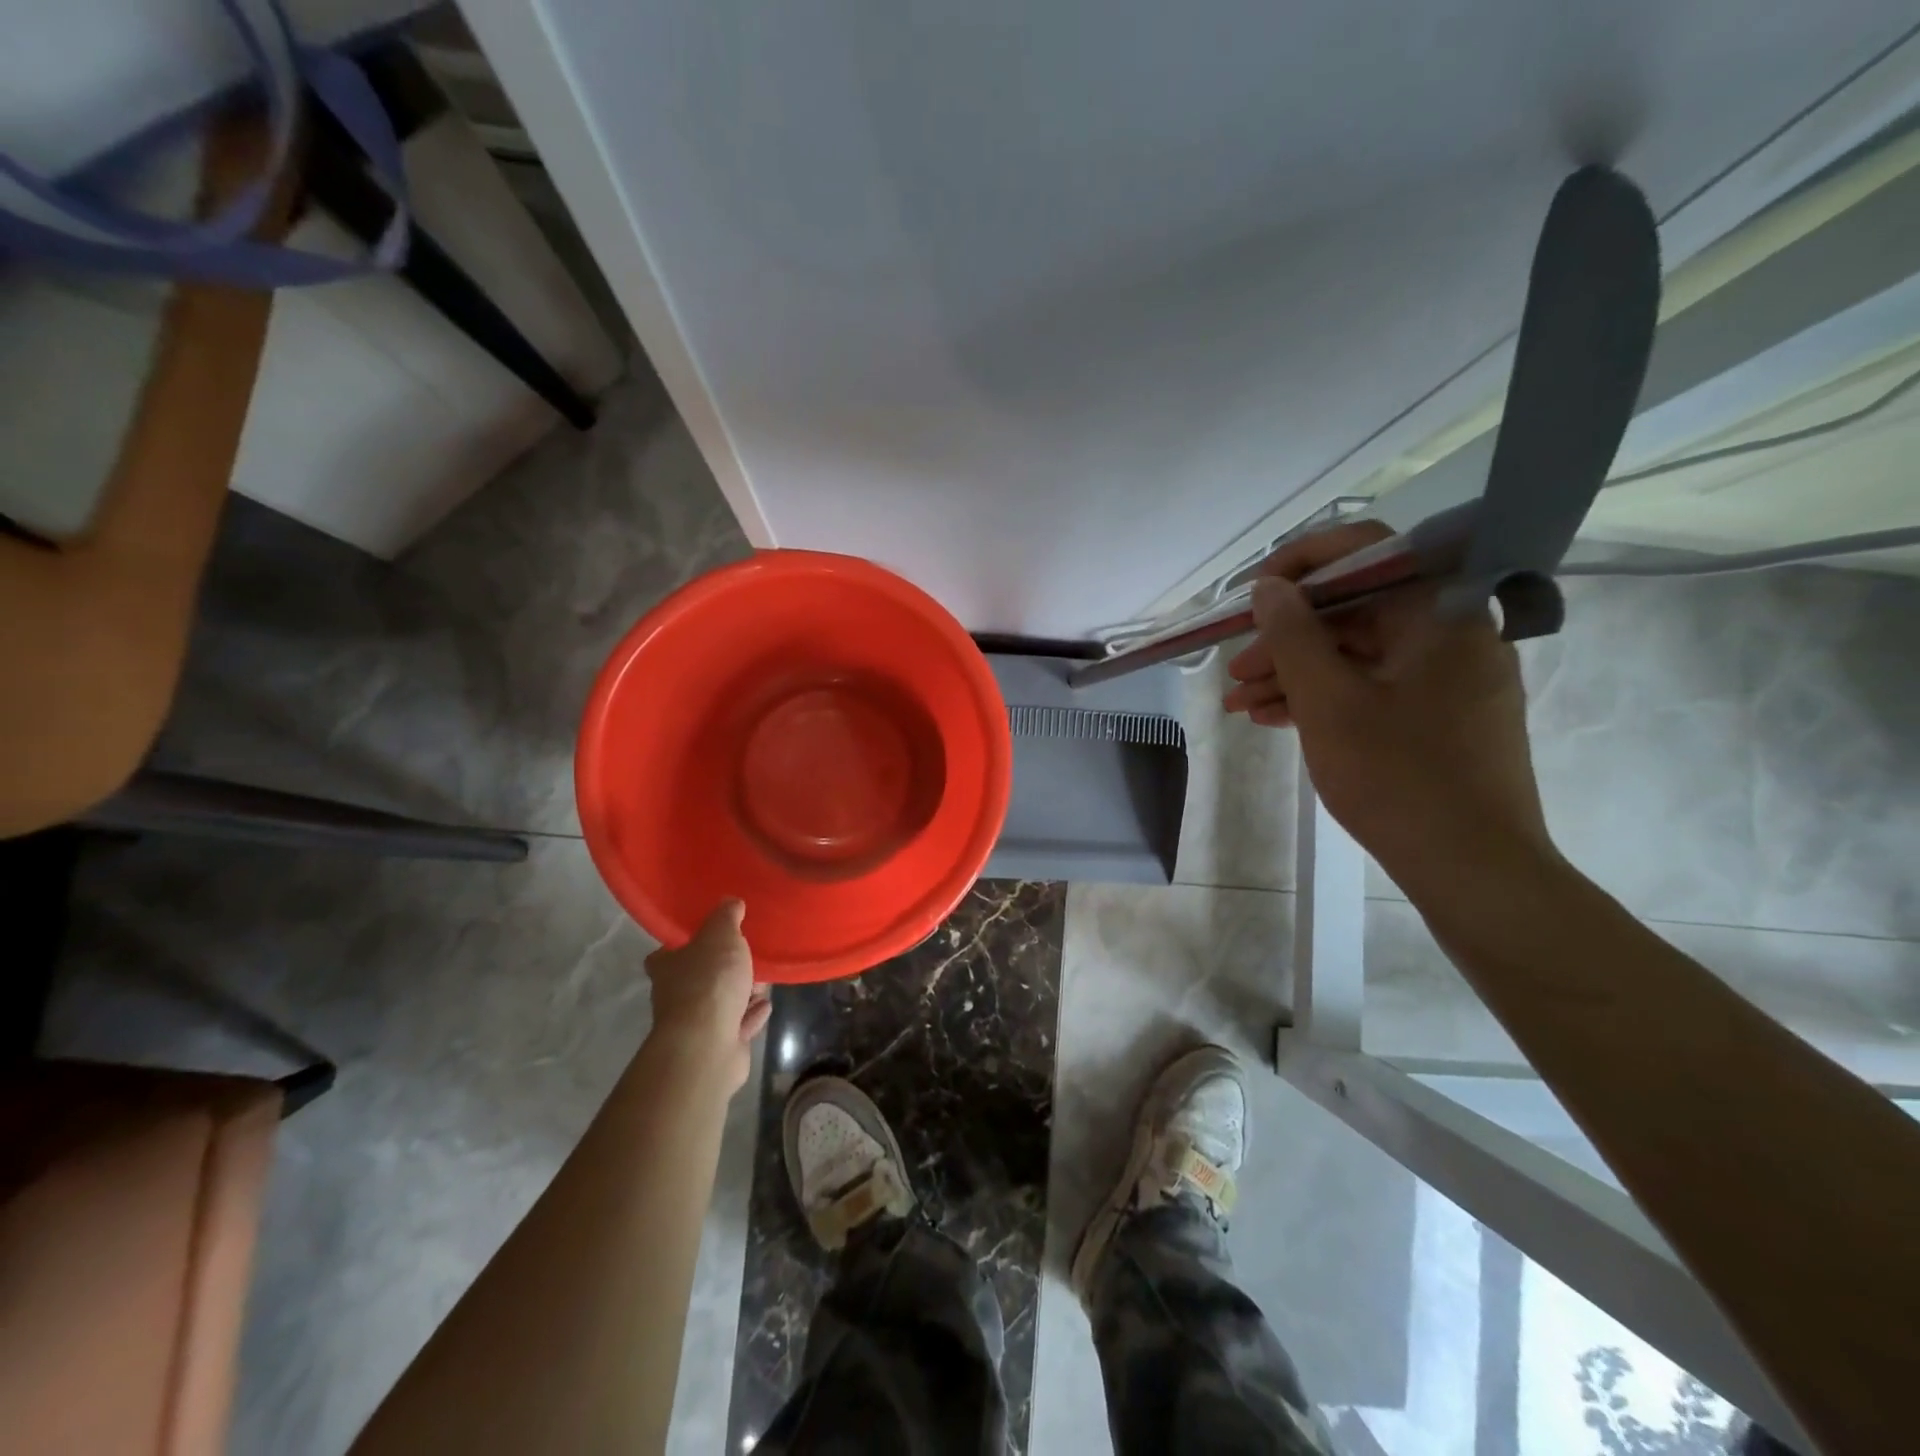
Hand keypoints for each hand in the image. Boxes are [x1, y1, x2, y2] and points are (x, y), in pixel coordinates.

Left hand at [644, 901, 771, 1090]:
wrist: (708, 1044)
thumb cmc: (709, 981)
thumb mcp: (721, 935)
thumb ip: (726, 917)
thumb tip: (729, 901)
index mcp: (667, 968)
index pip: (666, 954)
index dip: (684, 946)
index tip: (707, 938)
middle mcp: (675, 997)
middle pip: (698, 978)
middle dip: (723, 969)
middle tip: (747, 956)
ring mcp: (695, 1025)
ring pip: (720, 1002)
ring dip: (741, 993)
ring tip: (763, 980)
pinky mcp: (716, 1046)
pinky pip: (737, 1024)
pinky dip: (750, 1015)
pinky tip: (766, 1005)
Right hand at [1221, 521, 1554, 896]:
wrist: (1474, 870)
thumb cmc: (1399, 778)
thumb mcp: (1328, 702)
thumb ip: (1293, 635)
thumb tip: (1268, 588)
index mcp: (1440, 612)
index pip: (1366, 552)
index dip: (1299, 564)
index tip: (1252, 595)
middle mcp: (1451, 632)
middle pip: (1355, 610)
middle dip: (1285, 638)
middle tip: (1235, 670)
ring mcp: (1448, 677)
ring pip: (1358, 654)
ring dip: (1294, 674)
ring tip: (1239, 705)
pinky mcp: (1441, 716)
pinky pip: (1374, 687)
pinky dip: (1325, 698)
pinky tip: (1274, 719)